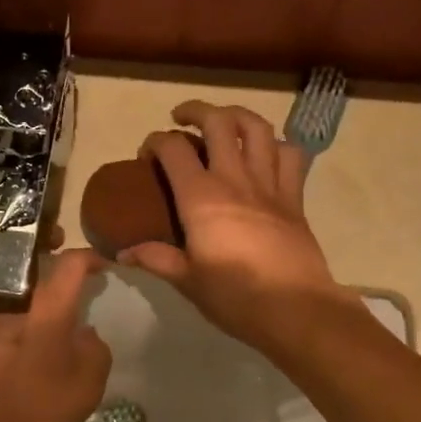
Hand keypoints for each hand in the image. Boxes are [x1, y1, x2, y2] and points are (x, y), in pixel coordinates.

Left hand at [0, 250, 111, 421]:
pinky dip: (8, 304)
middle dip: (46, 249)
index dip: (88, 257)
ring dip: (24, 276)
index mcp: (47, 310)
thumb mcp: (85, 389)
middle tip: (59, 252)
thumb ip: (95, 352)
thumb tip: (85, 333)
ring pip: (8, 280)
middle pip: (30, 260)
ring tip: (39, 293)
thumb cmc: (32, 408)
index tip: (101, 264)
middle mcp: (12, 301)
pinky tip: (16, 328)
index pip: (70, 265)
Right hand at [120, 101, 354, 353]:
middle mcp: (234, 180)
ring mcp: (269, 185)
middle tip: (181, 118)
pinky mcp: (294, 198)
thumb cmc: (235, 297)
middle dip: (196, 111)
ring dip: (237, 116)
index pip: (173, 149)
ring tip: (223, 122)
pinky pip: (290, 156)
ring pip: (258, 128)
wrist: (297, 311)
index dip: (155, 141)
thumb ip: (156, 259)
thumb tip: (123, 253)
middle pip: (218, 122)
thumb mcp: (187, 281)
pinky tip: (264, 153)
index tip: (147, 154)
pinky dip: (275, 145)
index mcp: (201, 198)